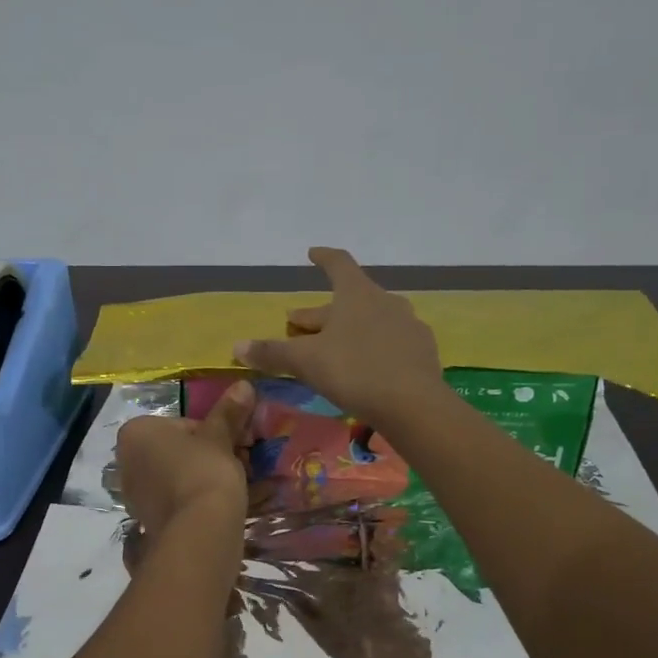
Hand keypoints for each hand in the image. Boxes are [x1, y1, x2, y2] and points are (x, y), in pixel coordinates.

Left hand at [116, 380, 255, 536]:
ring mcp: (133, 493)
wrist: (198, 531)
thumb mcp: (220, 437)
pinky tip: (218, 504)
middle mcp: (125, 461)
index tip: (237, 444)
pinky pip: (175, 499)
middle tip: (241, 463)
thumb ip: (228, 412)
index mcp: (135, 432)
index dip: (215, 433)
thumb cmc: (204, 471)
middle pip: (178, 450)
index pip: (184, 424)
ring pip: (177, 475)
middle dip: (208, 455)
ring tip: (235, 485)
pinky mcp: (146, 519)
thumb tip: (243, 384)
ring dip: (203, 476)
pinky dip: (195, 498)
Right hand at [233, 247, 443, 425]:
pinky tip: (365, 365)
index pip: (338, 264)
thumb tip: (236, 346)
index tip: (312, 254)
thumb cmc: (354, 371)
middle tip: (299, 322)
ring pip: (370, 320)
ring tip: (332, 345)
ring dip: (347, 329)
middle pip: (348, 299)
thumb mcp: (305, 362)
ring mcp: (407, 324)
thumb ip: (272, 352)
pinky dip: (372, 346)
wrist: (413, 404)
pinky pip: (390, 340)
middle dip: (321, 311)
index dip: (322, 258)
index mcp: (356, 294)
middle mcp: (385, 301)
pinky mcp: (421, 350)